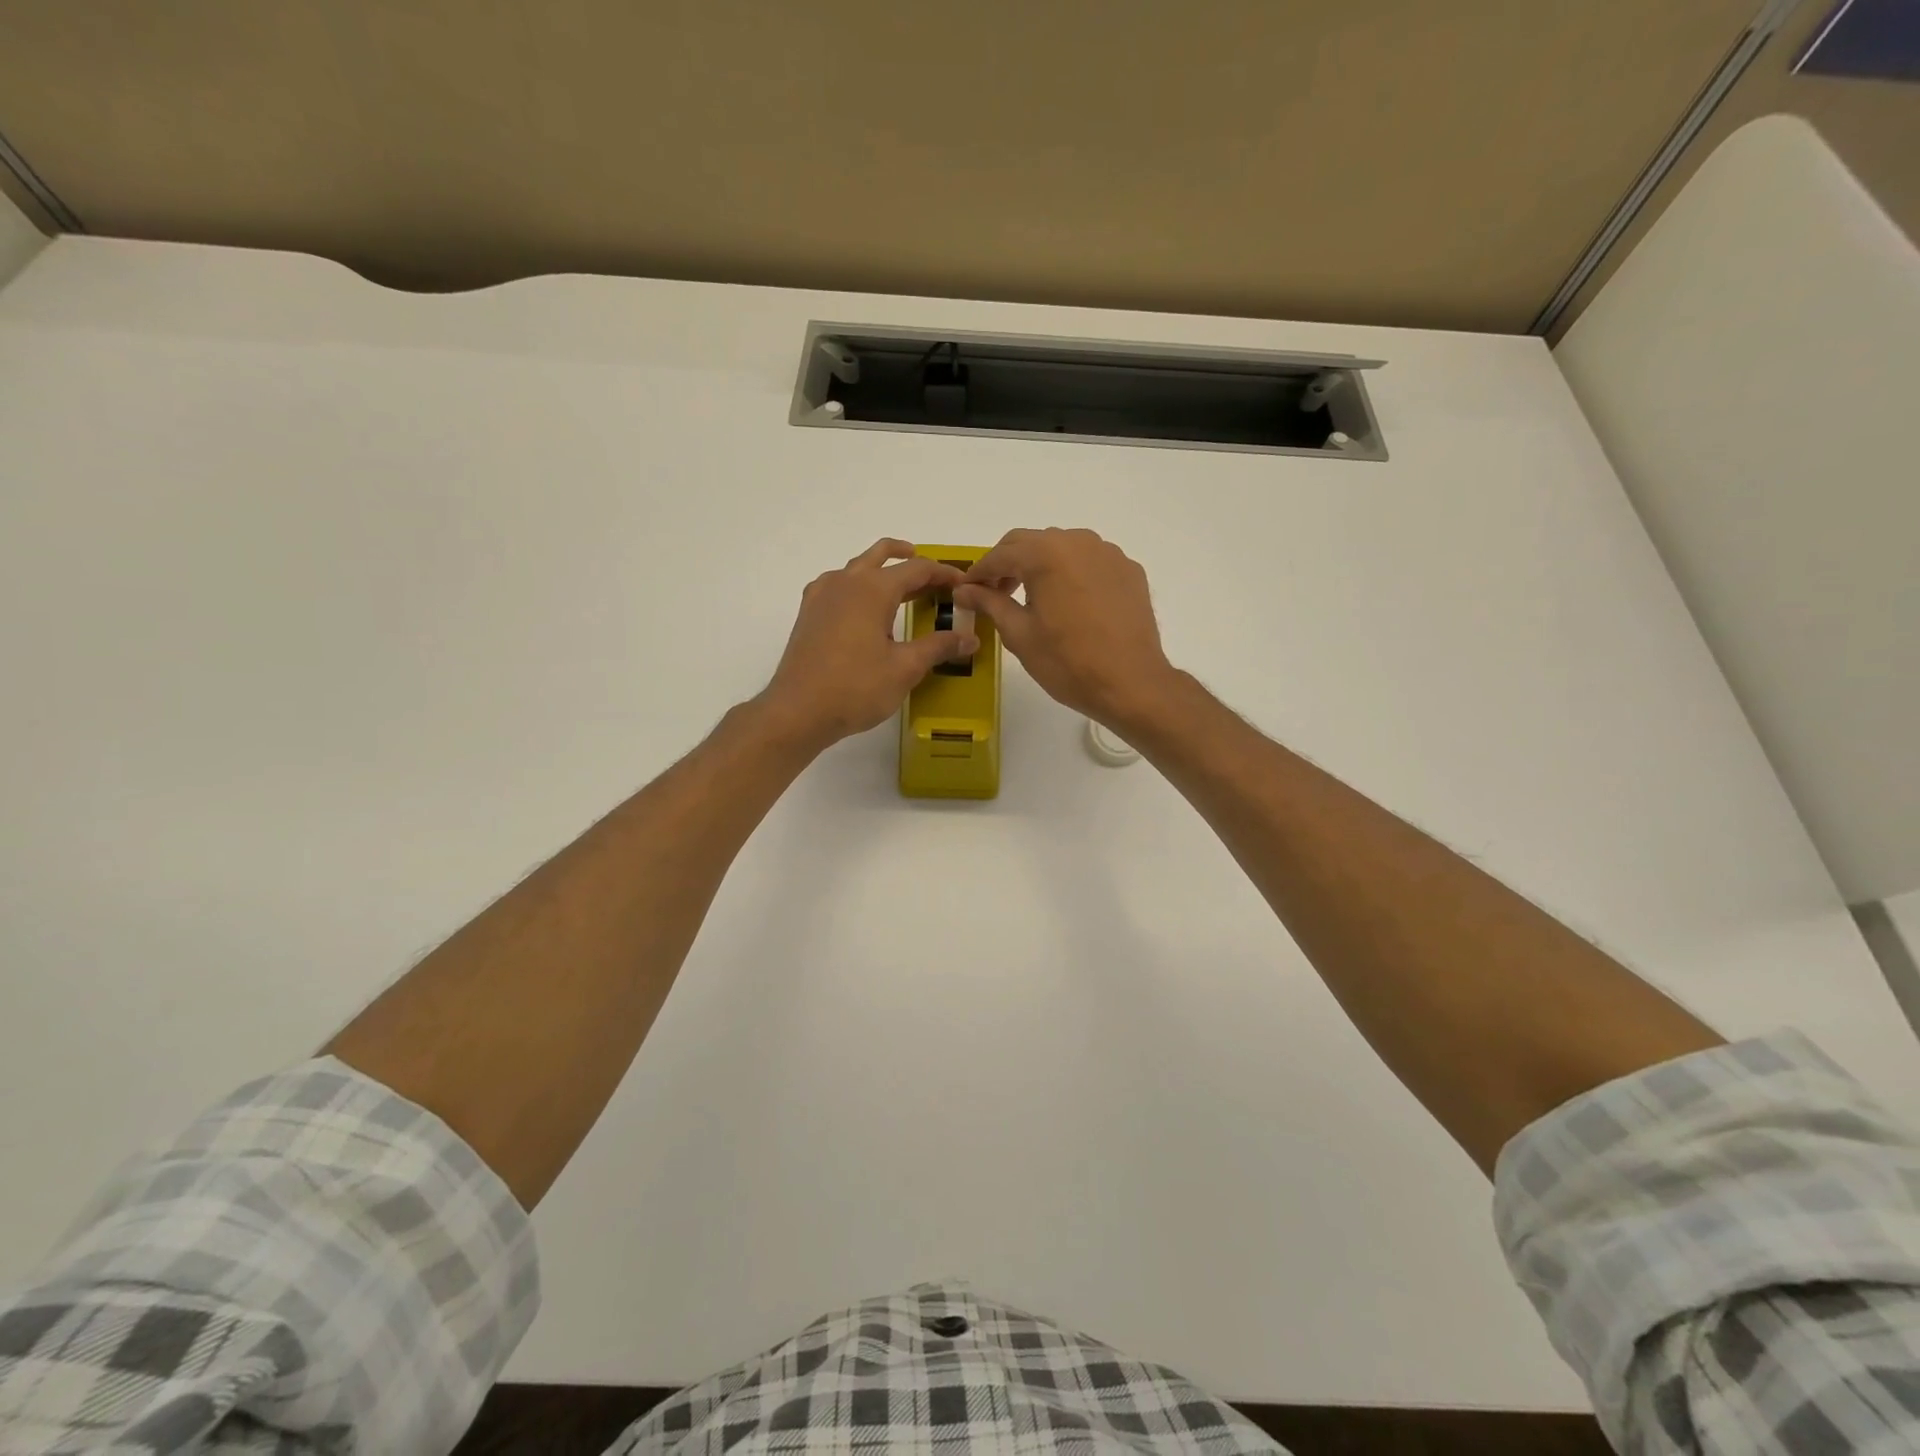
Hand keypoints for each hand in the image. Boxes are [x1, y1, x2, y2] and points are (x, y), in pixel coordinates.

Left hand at [757, 539, 977, 751]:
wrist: (798, 711)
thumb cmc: (855, 688)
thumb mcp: (905, 668)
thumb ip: (938, 647)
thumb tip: (969, 639)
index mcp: (873, 588)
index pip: (917, 568)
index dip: (943, 573)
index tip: (963, 584)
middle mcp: (845, 581)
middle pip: (882, 555)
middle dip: (910, 559)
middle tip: (933, 577)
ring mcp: (822, 595)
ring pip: (858, 568)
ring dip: (882, 571)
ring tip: (902, 591)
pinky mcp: (808, 613)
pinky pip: (838, 585)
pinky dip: (858, 587)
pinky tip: (864, 610)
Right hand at [954, 528, 1179, 728]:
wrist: (1131, 683)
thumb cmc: (1068, 662)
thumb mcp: (1020, 634)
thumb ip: (990, 603)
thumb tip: (964, 590)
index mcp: (1046, 554)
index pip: (1001, 554)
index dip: (979, 573)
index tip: (966, 591)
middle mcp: (1078, 541)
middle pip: (1031, 542)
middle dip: (1008, 564)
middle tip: (994, 594)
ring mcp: (1108, 553)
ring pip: (1062, 547)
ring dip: (1040, 565)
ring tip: (1032, 598)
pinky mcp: (1129, 570)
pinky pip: (1090, 561)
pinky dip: (1071, 573)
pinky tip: (1069, 603)